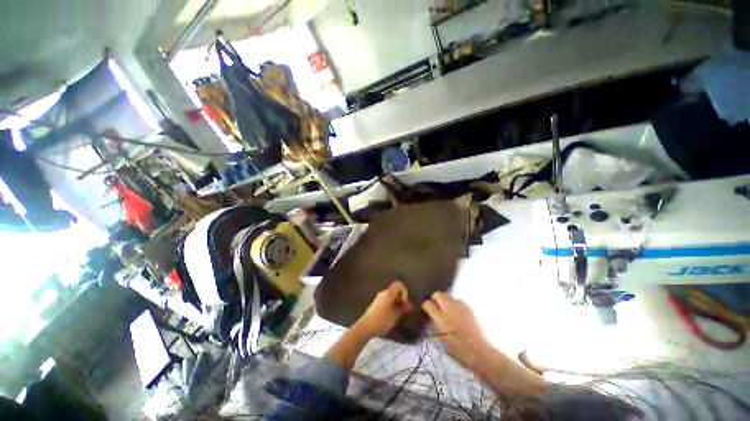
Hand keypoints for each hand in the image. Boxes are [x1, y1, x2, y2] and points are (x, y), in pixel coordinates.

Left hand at [356, 281, 413, 337]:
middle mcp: (383, 293)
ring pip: (391, 297)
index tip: (404, 303)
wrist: (366, 327)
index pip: (399, 284)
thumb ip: (403, 308)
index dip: (404, 292)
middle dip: (401, 299)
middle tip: (404, 310)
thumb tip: (410, 305)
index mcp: (388, 293)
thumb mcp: (395, 315)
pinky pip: (386, 301)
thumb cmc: (382, 319)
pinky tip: (392, 316)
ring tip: (399, 315)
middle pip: (395, 291)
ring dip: (397, 303)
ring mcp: (379, 298)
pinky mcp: (376, 304)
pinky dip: (391, 306)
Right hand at [422, 292, 490, 369]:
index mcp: (440, 317)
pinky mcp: (468, 307)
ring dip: (445, 301)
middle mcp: (448, 307)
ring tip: (447, 312)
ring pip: (447, 296)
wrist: (480, 352)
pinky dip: (454, 304)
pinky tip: (457, 314)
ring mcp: (459, 305)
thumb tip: (432, 318)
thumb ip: (435, 325)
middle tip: (436, 308)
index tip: (426, 310)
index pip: (427, 303)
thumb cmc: (458, 349)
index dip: (425, 306)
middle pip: (437, 294)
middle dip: (435, 299)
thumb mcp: (441, 339)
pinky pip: (457, 301)